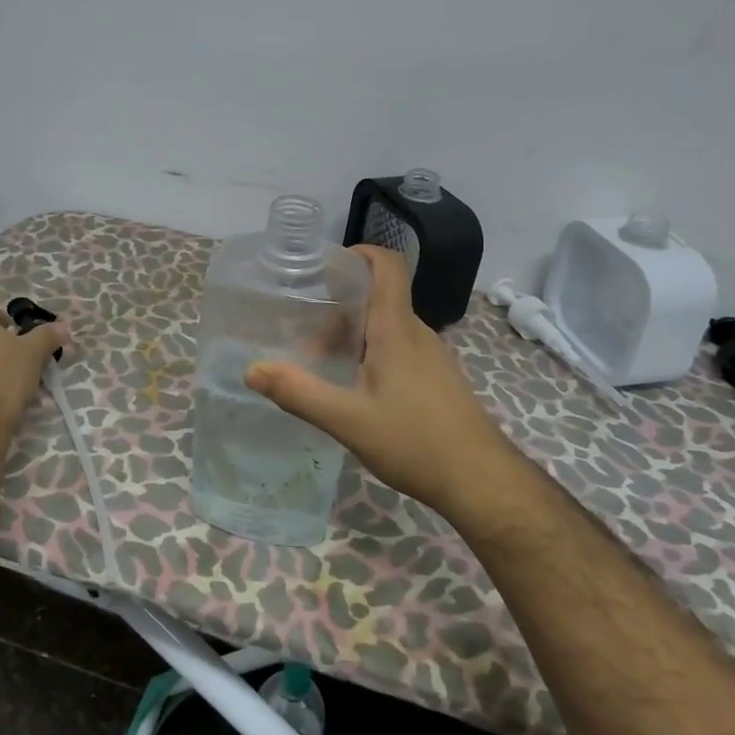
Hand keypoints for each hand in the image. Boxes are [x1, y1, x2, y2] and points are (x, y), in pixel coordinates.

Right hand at [245, 246, 513, 518]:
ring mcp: (430, 357)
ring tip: (318, 363)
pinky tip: (352, 388)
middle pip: (377, 298)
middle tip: (301, 327)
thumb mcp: (348, 420)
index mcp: (397, 329)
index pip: (387, 265)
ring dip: (351, 335)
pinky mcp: (436, 380)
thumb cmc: (416, 442)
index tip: (324, 265)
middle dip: (337, 305)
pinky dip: (369, 354)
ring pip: (385, 327)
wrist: (482, 481)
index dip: (359, 252)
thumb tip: (253, 370)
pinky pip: (397, 350)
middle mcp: (416, 334)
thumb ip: (299, 393)